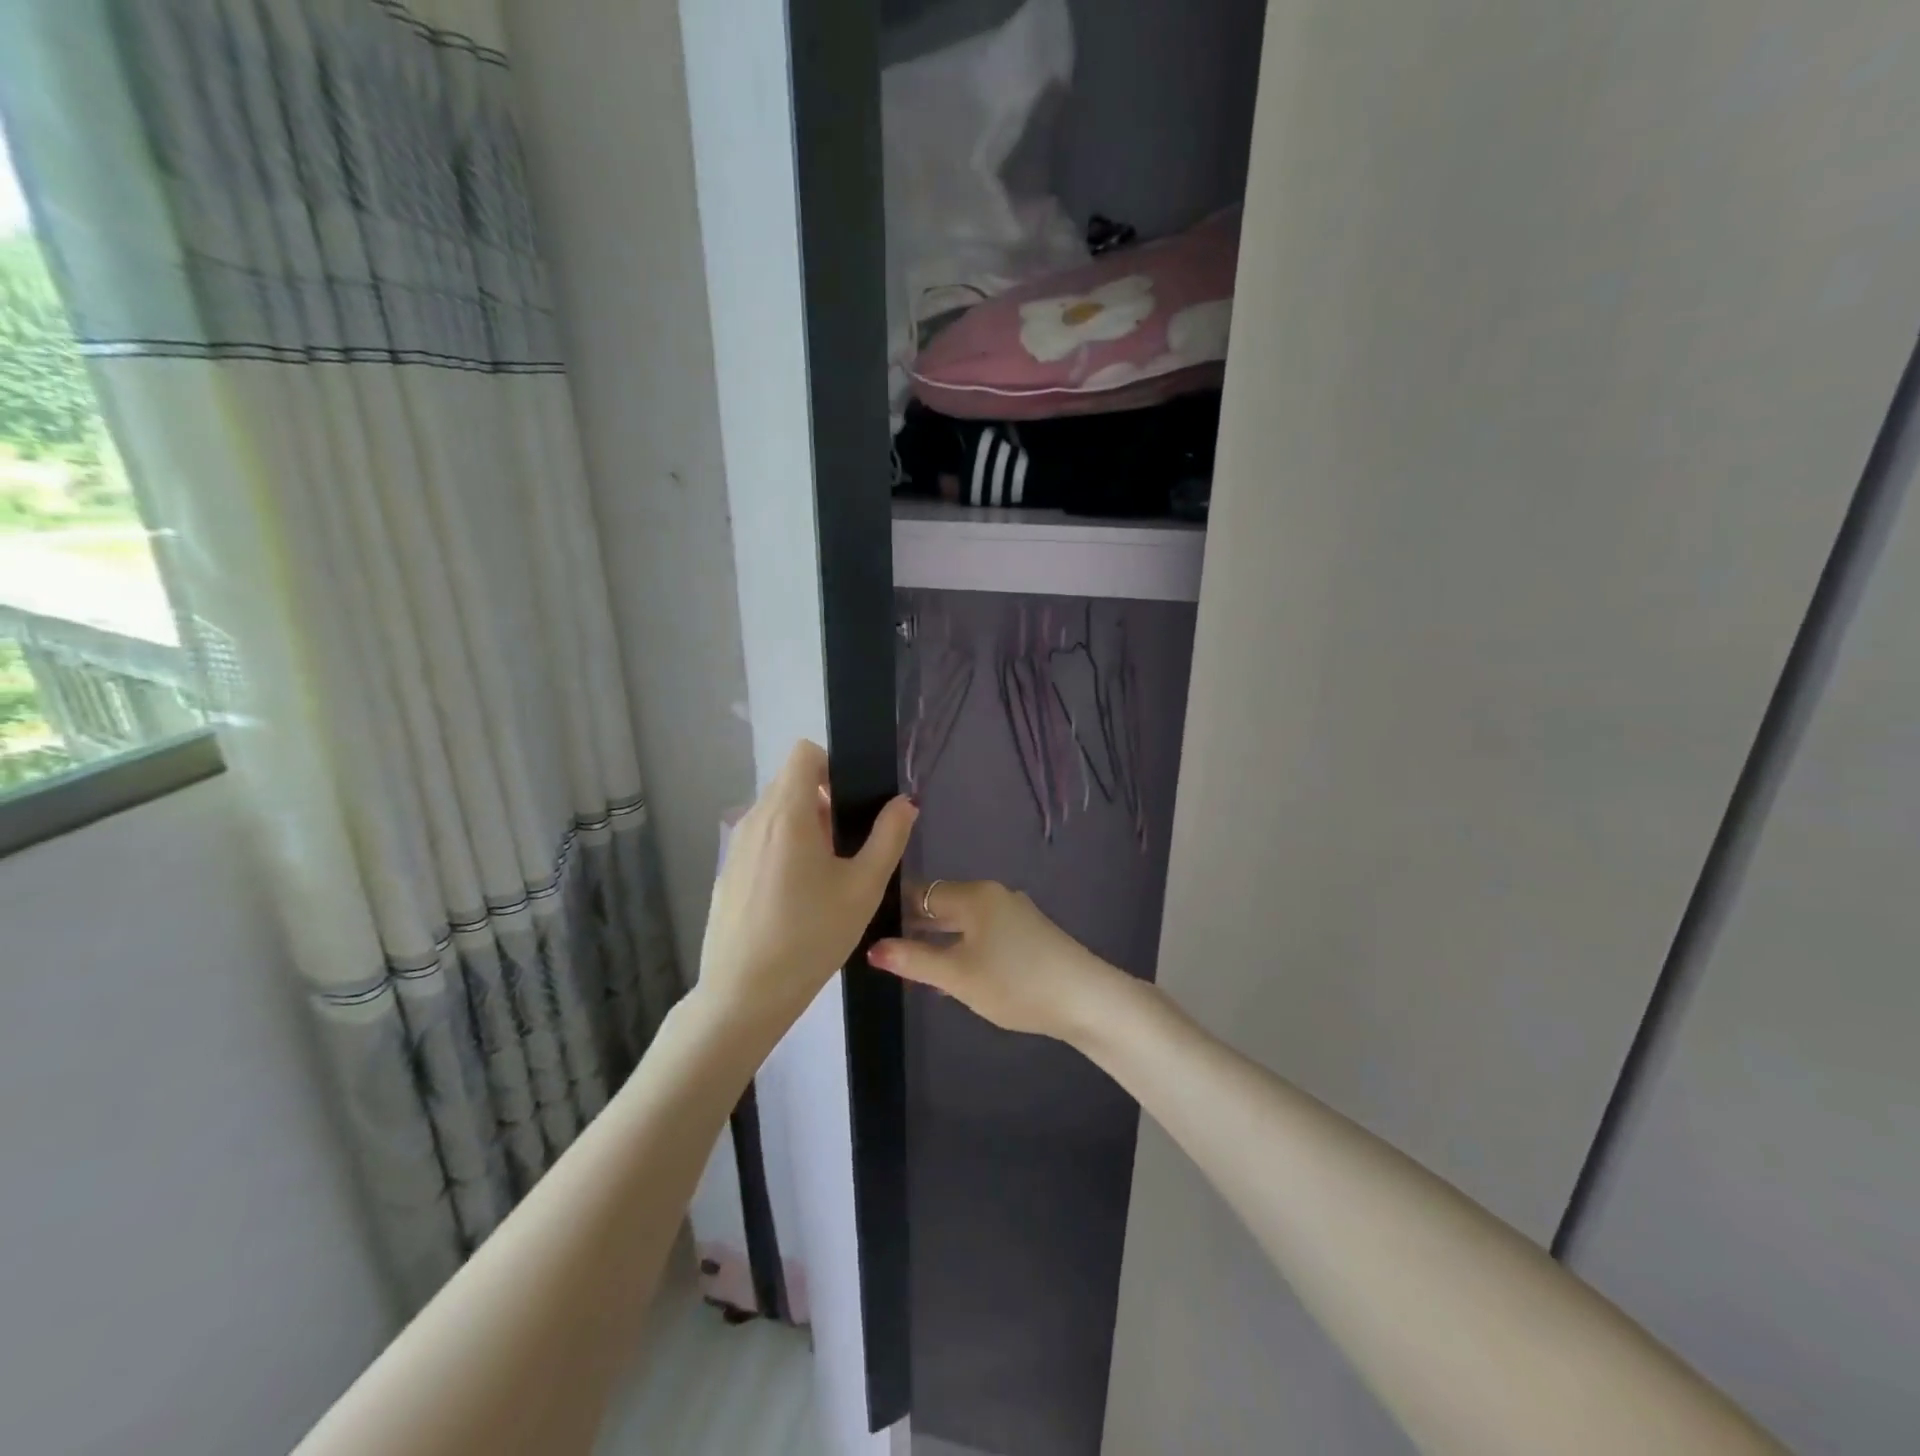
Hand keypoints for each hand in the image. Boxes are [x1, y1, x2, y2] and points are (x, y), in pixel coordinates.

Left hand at [697, 740, 917, 1032]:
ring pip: (775, 814)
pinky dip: (782, 851)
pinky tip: (796, 900)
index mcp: (786, 813)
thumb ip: (889, 837)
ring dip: (804, 828)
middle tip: (848, 847)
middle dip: (823, 802)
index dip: (832, 766)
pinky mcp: (727, 873)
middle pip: (790, 784)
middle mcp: (754, 819)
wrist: (744, 995)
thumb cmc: (811, 936)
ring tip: (825, 876)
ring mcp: (735, 847)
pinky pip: (760, 842)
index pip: (804, 753)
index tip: (851, 803)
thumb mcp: (863, 887)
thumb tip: (904, 802)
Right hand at [866, 879, 1127, 1042]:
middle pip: (943, 904)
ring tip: (910, 964)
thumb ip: (914, 960)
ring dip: (938, 940)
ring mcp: (1014, 914)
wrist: (1085, 998)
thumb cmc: (1015, 982)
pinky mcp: (1028, 934)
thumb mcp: (958, 976)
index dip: (893, 908)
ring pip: (963, 921)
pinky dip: (962, 947)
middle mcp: (993, 895)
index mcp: (974, 895)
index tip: (867, 926)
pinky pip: (982, 933)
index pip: (921, 892)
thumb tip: (873, 947)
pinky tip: (952, 972)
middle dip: (915, 926)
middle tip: (883, 949)